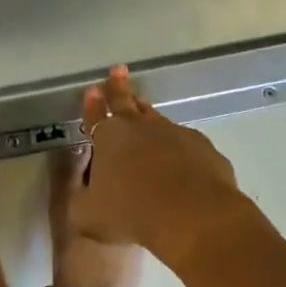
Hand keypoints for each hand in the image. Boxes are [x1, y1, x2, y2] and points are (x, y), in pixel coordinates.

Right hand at [72, 66, 250, 268]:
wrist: (193, 216)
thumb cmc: (132, 213)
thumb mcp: (89, 216)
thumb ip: (82, 203)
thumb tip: (83, 199)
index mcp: (108, 137)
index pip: (96, 115)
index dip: (93, 104)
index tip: (93, 89)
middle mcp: (140, 128)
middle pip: (127, 101)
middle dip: (119, 86)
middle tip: (118, 71)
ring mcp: (175, 134)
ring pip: (158, 120)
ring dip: (149, 118)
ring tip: (146, 116)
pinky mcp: (204, 148)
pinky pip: (188, 145)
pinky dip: (182, 150)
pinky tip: (184, 165)